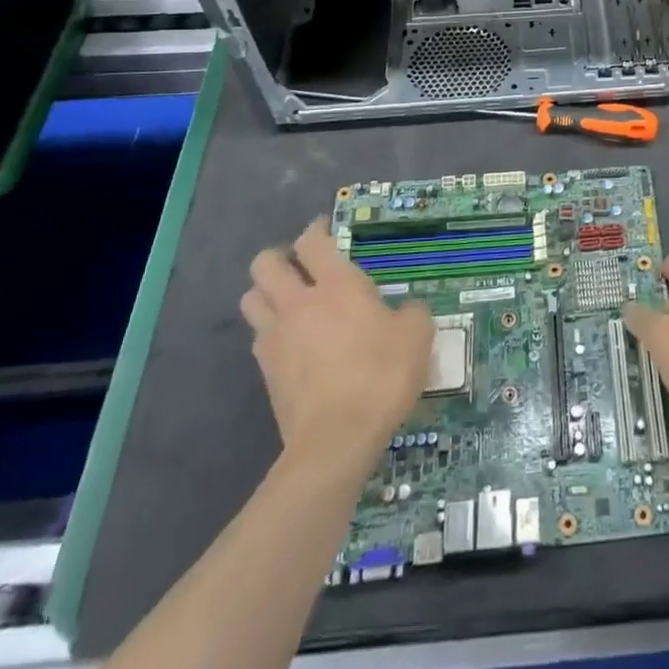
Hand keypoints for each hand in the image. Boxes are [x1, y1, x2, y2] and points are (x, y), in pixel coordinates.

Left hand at [241, 217, 433, 471]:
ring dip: (266, 293)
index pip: (312, 241)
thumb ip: (411, 313)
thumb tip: (406, 310)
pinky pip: (258, 336)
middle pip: (265, 263)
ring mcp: (275, 337)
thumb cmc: (381, 375)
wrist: (336, 439)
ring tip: (289, 302)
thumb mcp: (417, 336)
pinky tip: (292, 343)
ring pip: (251, 298)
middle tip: (301, 267)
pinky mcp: (265, 371)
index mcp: (337, 284)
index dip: (316, 229)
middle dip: (279, 258)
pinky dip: (270, 331)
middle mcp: (299, 302)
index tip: (325, 229)